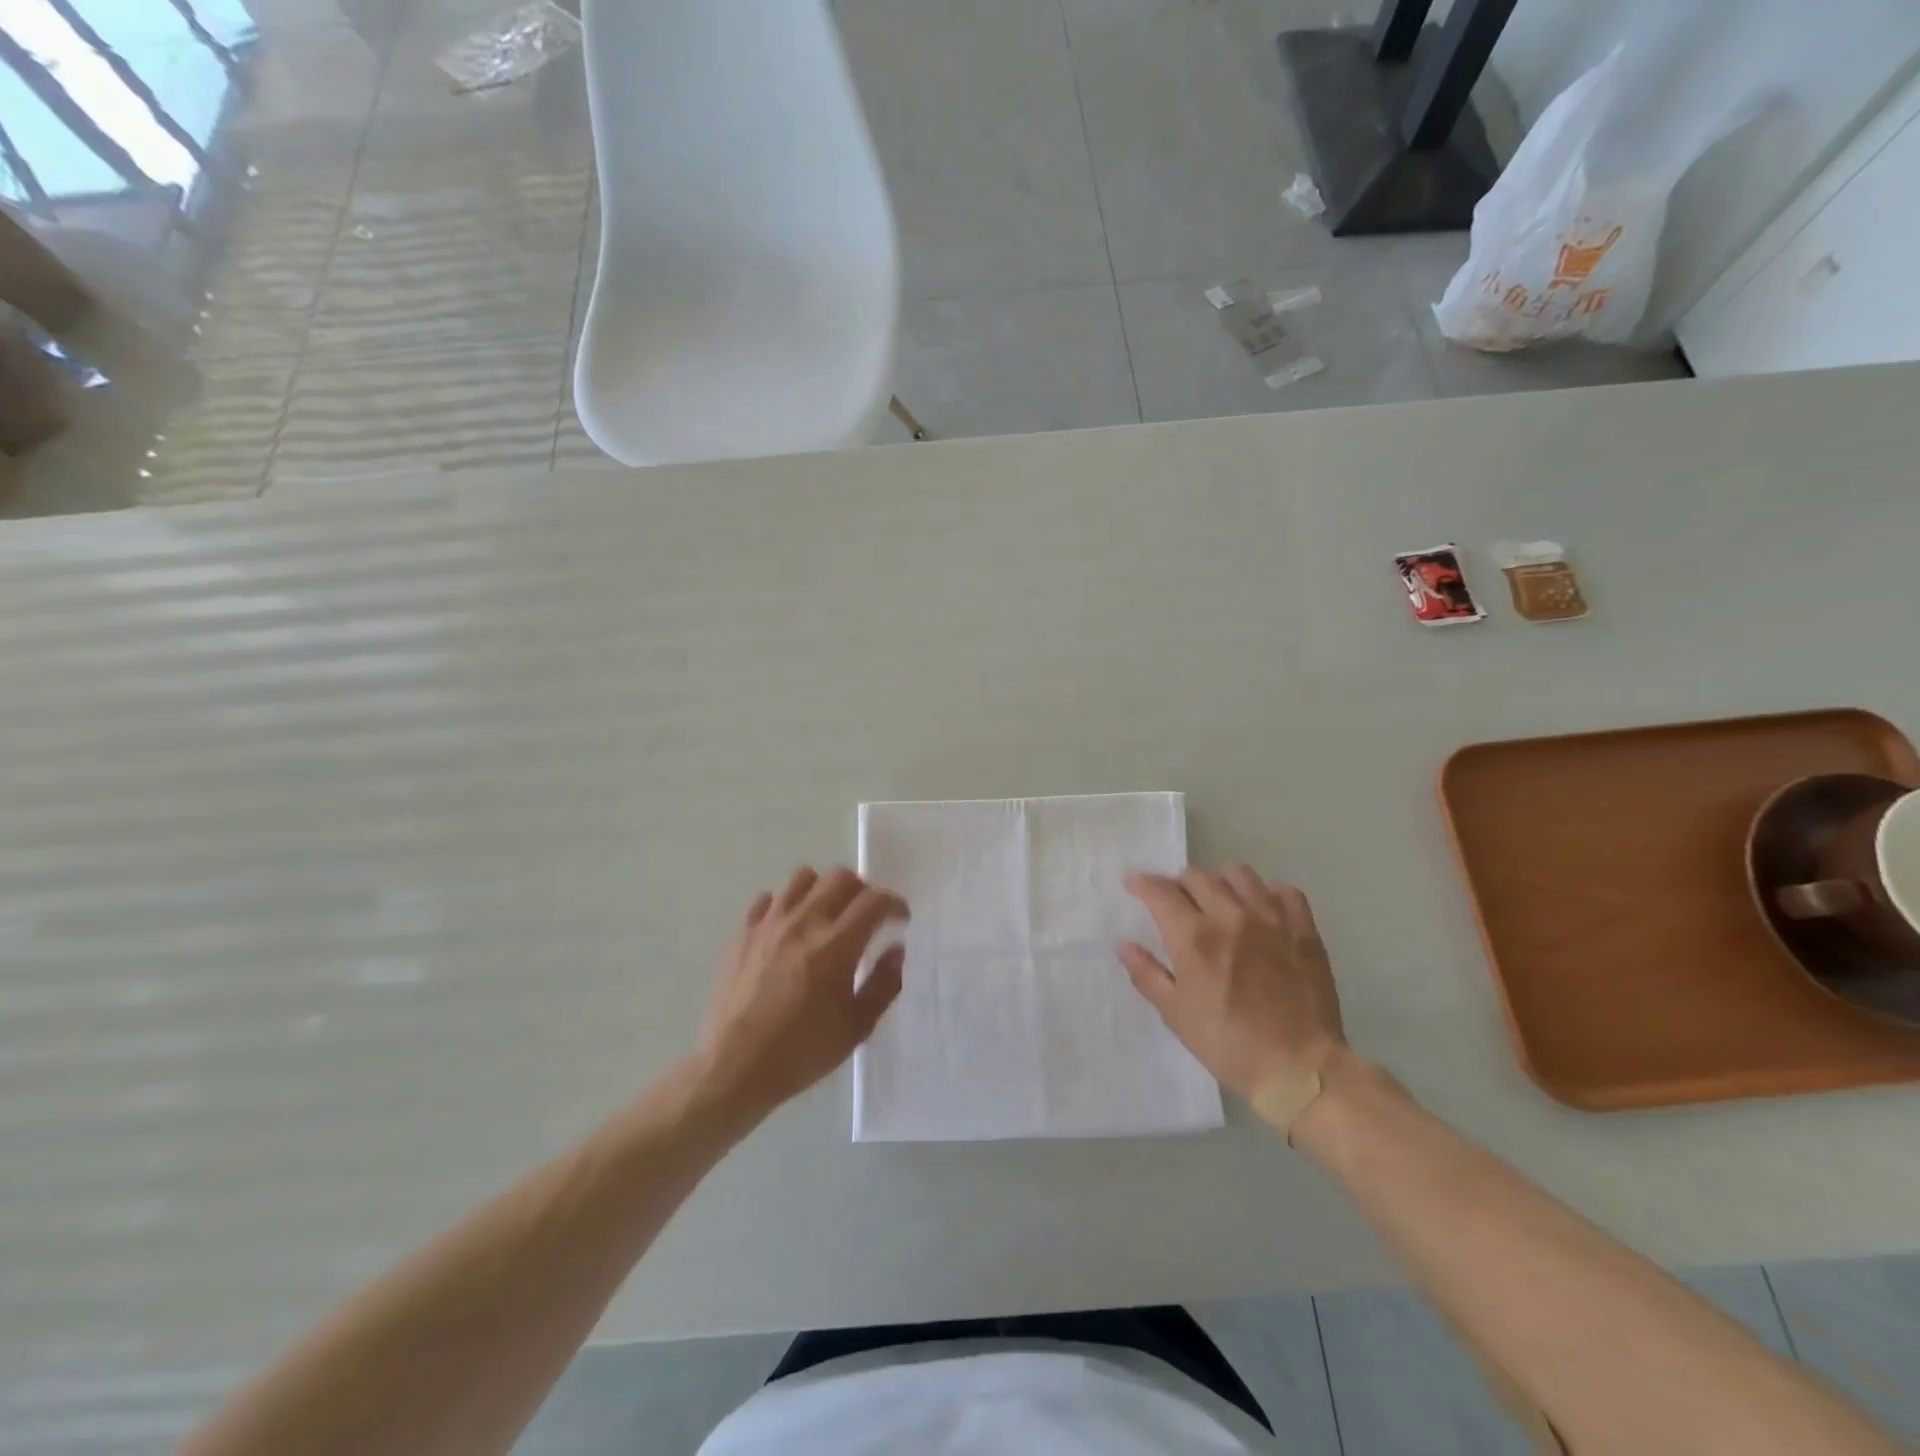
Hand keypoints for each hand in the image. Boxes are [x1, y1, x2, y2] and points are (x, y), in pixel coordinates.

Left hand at [697, 866, 906, 1120]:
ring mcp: (769, 924)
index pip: (874, 901)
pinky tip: (788, 928)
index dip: (894, 904)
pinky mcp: (742, 933)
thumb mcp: (857, 1027)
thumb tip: (895, 949)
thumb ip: (884, 983)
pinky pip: (767, 900)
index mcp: (836, 945)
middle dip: (863, 890)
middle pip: (841, 878)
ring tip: (827, 913)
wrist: (734, 1068)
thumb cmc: (801, 1052)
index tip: (899, 919)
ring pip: (802, 877)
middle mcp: (804, 922)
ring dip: (823, 889)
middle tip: (866, 916)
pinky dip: (784, 905)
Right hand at [1118, 867, 1344, 1100]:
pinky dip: (1266, 893)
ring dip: (1219, 882)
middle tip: (1176, 902)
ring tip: (1218, 901)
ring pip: (1239, 873)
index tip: (1133, 884)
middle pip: (1197, 876)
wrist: (1299, 1068)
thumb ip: (1146, 973)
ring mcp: (1271, 918)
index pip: (1161, 891)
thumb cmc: (1228, 1043)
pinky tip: (1260, 910)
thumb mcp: (1175, 1013)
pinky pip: (1283, 891)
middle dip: (1178, 884)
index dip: (1142, 883)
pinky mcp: (1303, 928)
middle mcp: (1231, 916)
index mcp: (1195, 937)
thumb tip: (1123, 944)